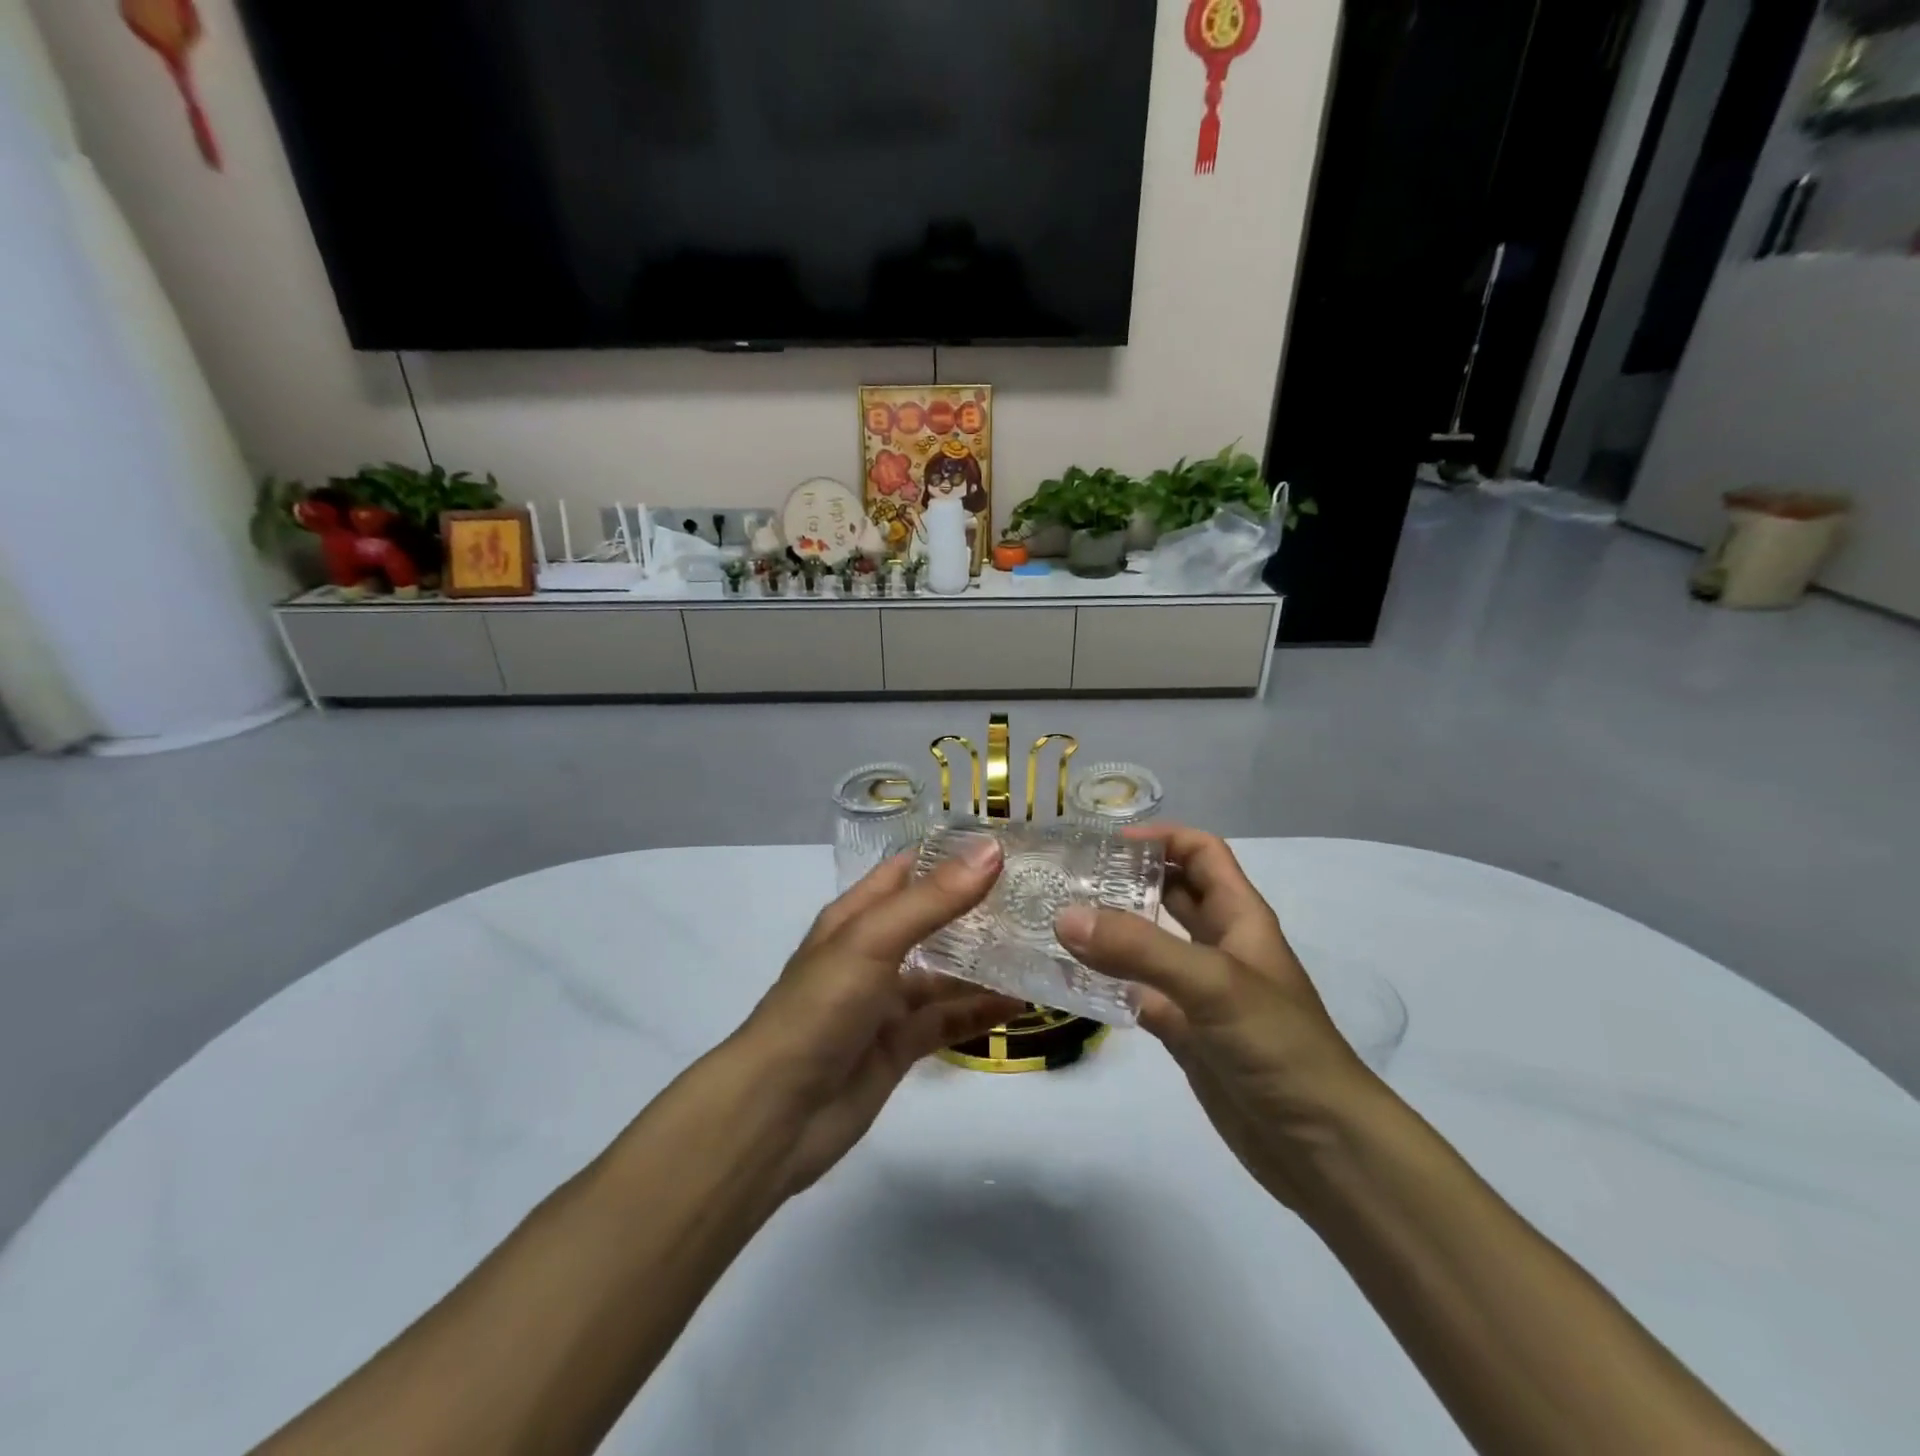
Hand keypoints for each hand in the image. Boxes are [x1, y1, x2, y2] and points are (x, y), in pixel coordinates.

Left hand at [733, 844, 1022, 1198]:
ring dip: (986, 961)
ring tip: (1041, 945)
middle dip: (979, 906)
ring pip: (946, 971)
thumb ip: (933, 899)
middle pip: (934, 918)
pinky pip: (949, 1019)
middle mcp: (874, 951)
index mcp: (857, 915)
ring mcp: (888, 1000)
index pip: (910, 869)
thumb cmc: (819, 1008)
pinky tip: (1021, 1002)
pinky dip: (981, 1011)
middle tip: (1041, 892)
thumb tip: (991, 849)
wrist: (778, 1112)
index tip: (1012, 841)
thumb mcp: (873, 941)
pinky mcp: (901, 1044)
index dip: (954, 853)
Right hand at [1054, 825, 1380, 1208]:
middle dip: (1128, 878)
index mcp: (1240, 917)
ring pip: (1151, 943)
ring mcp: (1201, 990)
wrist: (1319, 1145)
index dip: (1161, 838)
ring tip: (1060, 919)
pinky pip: (1139, 992)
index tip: (1107, 842)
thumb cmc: (1277, 1045)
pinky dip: (1108, 983)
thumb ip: (1140, 948)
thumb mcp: (1212, 983)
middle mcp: (1220, 945)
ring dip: (1113, 929)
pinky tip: (1071, 979)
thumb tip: (1065, 916)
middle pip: (1173, 892)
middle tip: (1071, 877)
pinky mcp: (1185, 1030)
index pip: (1202, 853)